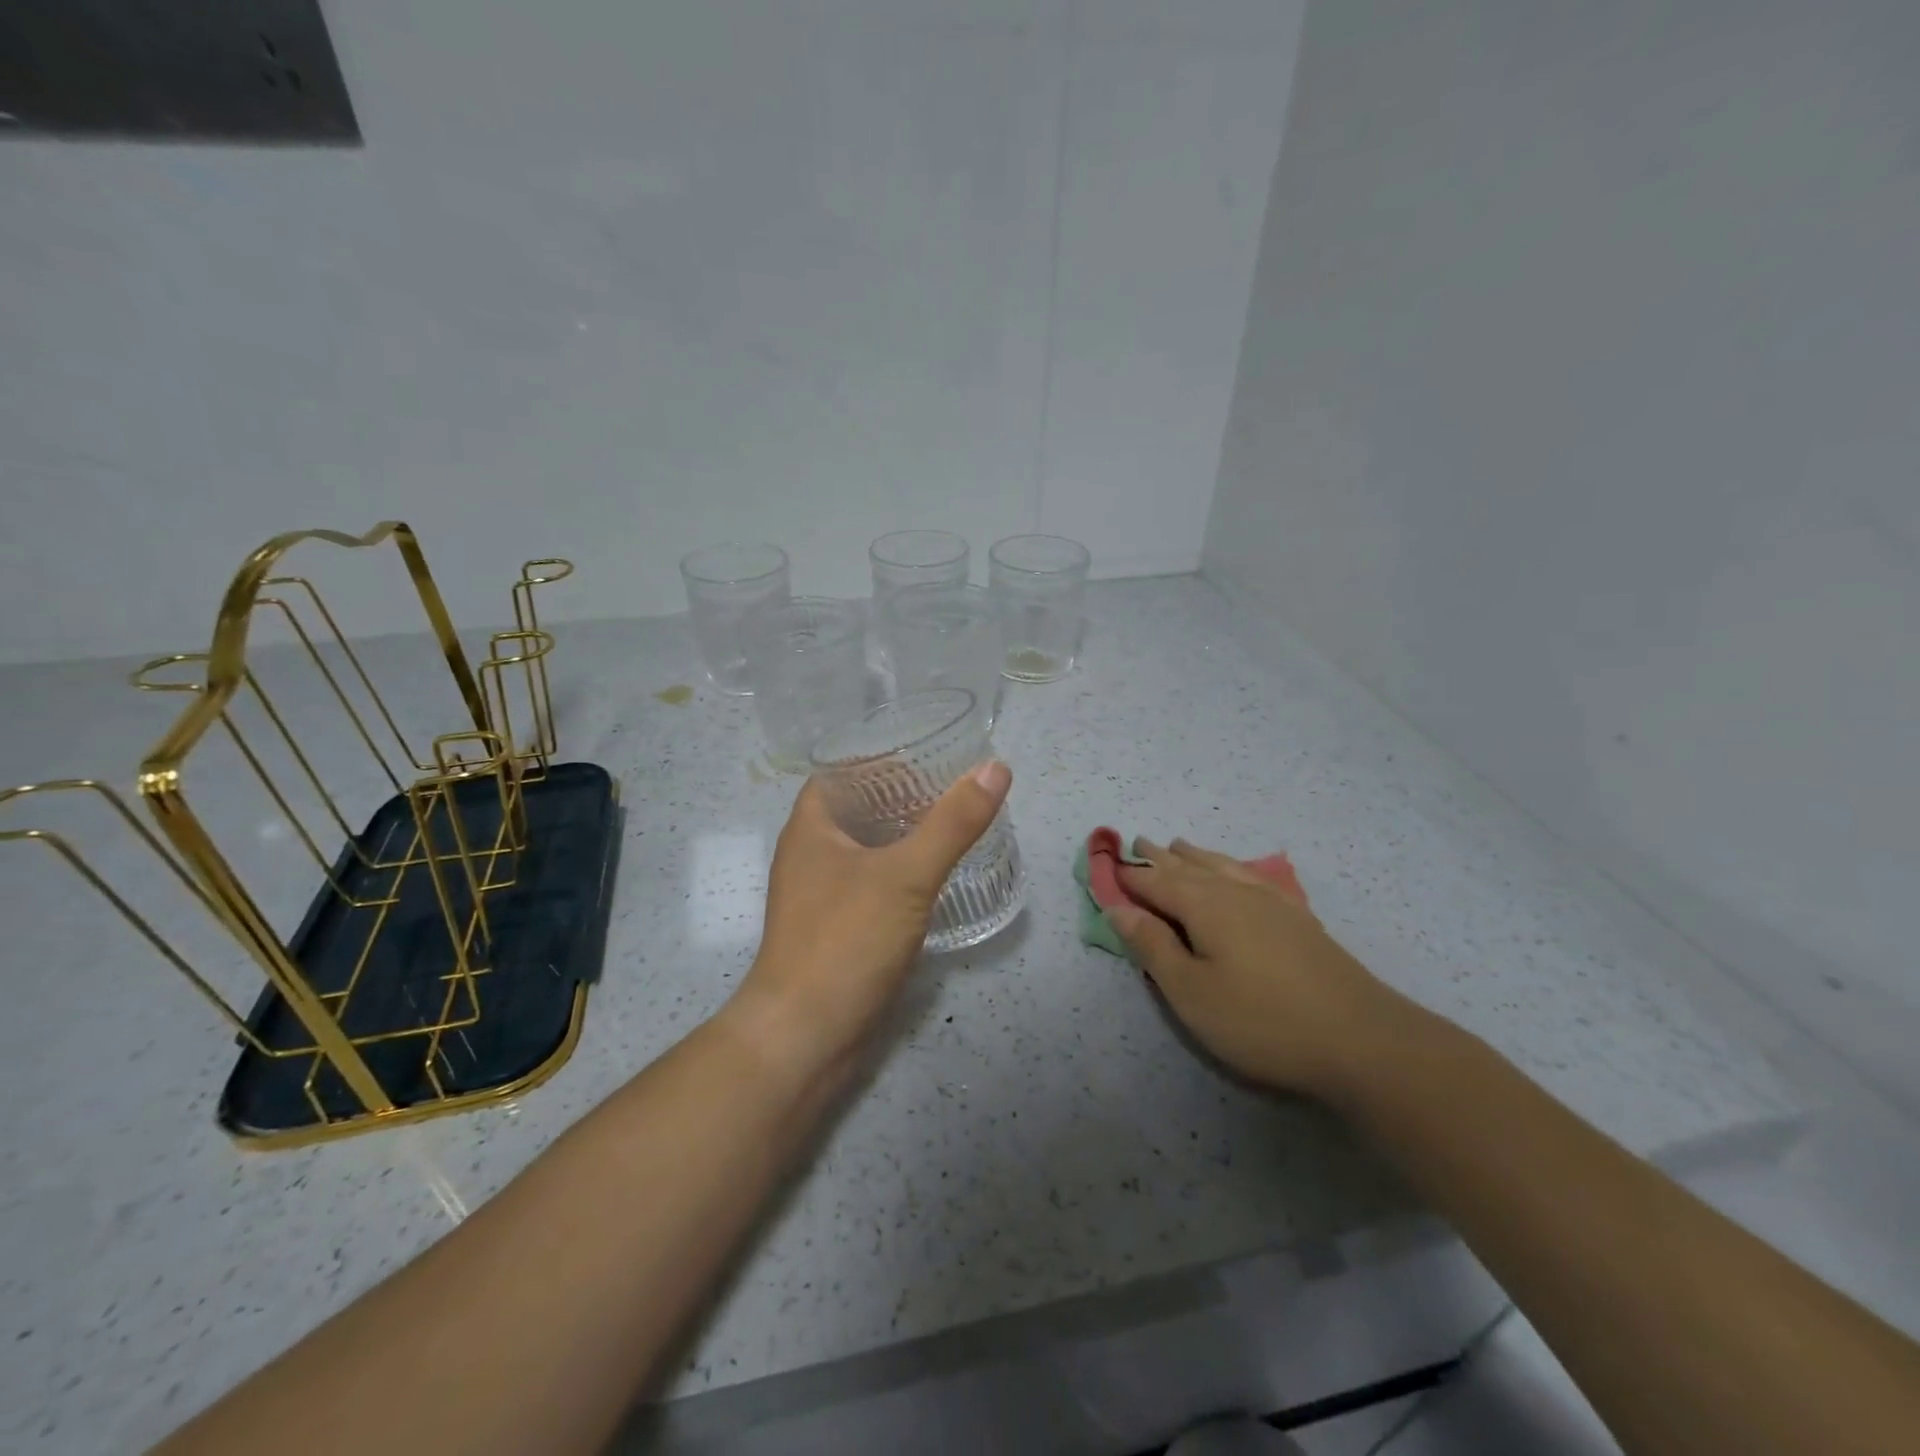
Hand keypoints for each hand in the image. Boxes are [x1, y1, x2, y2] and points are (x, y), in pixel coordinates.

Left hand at [725, 762, 1012, 1078]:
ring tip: (953, 824)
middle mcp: (809, 854)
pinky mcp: (836, 929)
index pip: (842, 771)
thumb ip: (952, 823)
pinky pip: (871, 884)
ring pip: (866, 849)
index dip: (881, 757)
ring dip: (903, 835)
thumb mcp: (906, 875)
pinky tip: (935, 877)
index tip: (928, 755)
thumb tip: (995, 768)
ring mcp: (820, 895)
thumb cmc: (846, 940)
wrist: (806, 1035)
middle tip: (953, 788)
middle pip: (857, 809)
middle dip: (901, 796)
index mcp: (810, 827)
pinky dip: (900, 872)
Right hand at [1111, 837, 1417, 1100]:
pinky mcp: (1298, 919)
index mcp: (1202, 904)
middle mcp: (1234, 891)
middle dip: (1158, 857)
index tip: (1105, 864)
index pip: (1153, 881)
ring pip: (1222, 866)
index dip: (1127, 874)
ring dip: (1194, 855)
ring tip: (1178, 845)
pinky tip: (1238, 873)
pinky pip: (1252, 876)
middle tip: (1138, 842)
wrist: (1363, 1039)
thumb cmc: (1261, 1019)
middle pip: (1187, 866)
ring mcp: (1271, 902)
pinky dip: (1232, 867)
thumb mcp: (1191, 991)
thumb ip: (1152, 946)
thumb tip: (1118, 907)